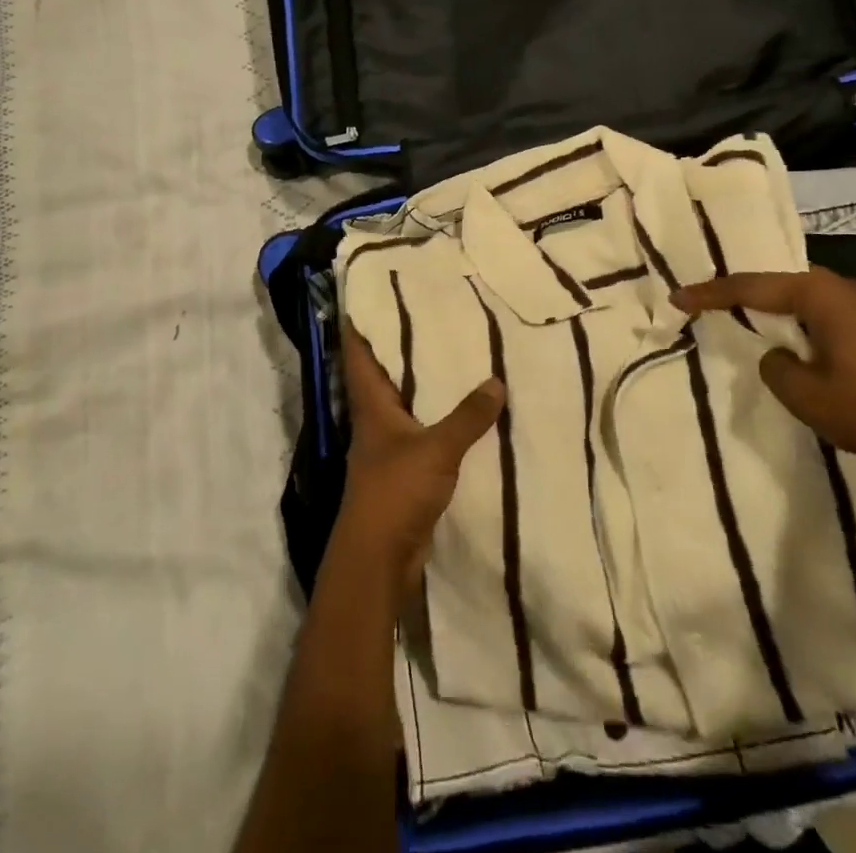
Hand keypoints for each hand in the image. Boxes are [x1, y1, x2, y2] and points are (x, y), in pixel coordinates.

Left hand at [335, 325, 505, 595]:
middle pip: (383, 374)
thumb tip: (497, 380)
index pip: (358, 354)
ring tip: (453, 353)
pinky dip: (438, 419)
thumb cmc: (395, 491)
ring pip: (405, 403)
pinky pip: (422, 433)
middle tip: (429, 314)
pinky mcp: (404, 471)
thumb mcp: (436, 449)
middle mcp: (375, 420)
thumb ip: (467, 416)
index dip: (360, 325)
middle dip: (401, 347)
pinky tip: (464, 412)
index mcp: (371, 405)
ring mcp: (388, 447)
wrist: (378, 559)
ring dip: (422, 384)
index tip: (369, 296)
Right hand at [671, 268, 855, 476]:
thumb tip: (777, 355)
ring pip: (806, 297)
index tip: (679, 297)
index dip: (712, 293)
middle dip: (744, 293)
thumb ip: (775, 367)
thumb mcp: (805, 395)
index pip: (753, 286)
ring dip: (775, 307)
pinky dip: (801, 320)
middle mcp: (845, 287)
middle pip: (781, 282)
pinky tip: (793, 337)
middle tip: (709, 304)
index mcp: (822, 294)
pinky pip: (827, 312)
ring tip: (744, 318)